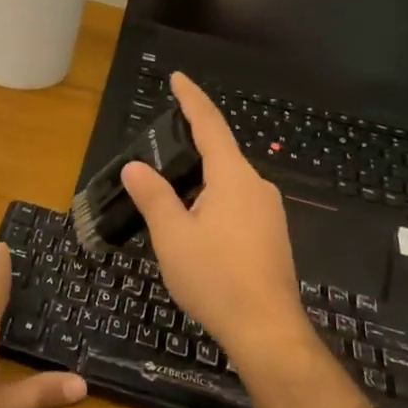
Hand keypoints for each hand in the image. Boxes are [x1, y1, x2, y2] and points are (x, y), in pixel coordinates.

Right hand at [121, 73, 312, 372]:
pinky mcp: (272, 236)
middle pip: (221, 154)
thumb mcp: (172, 236)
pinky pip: (237, 204)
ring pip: (228, 183)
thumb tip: (135, 166)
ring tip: (170, 194)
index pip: (210, 125)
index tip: (178, 77)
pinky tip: (196, 225)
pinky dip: (213, 201)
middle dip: (191, 147)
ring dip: (200, 180)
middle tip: (158, 150)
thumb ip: (153, 195)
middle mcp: (257, 187)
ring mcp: (269, 213)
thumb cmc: (216, 278)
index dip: (192, 99)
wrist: (267, 331)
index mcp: (233, 178)